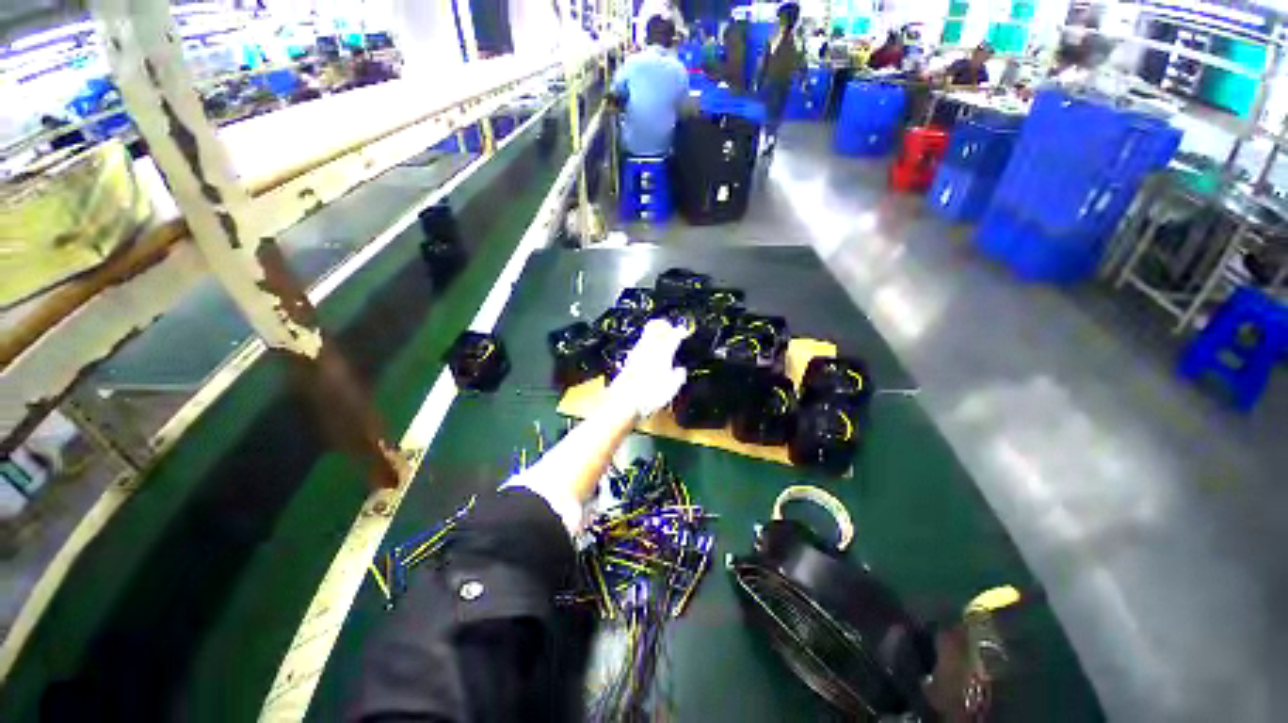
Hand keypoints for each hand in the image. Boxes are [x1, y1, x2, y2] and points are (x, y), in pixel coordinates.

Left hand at [607, 320, 691, 418]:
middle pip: (655, 325)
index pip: (674, 334)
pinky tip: (650, 356)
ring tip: (662, 343)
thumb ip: (678, 375)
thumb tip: (680, 370)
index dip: (681, 331)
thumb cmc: (649, 394)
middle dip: (664, 325)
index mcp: (663, 350)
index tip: (684, 332)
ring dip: (655, 335)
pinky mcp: (629, 360)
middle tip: (671, 329)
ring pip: (646, 334)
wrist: (624, 401)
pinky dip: (647, 347)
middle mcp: (648, 347)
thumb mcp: (672, 387)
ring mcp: (636, 352)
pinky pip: (640, 346)